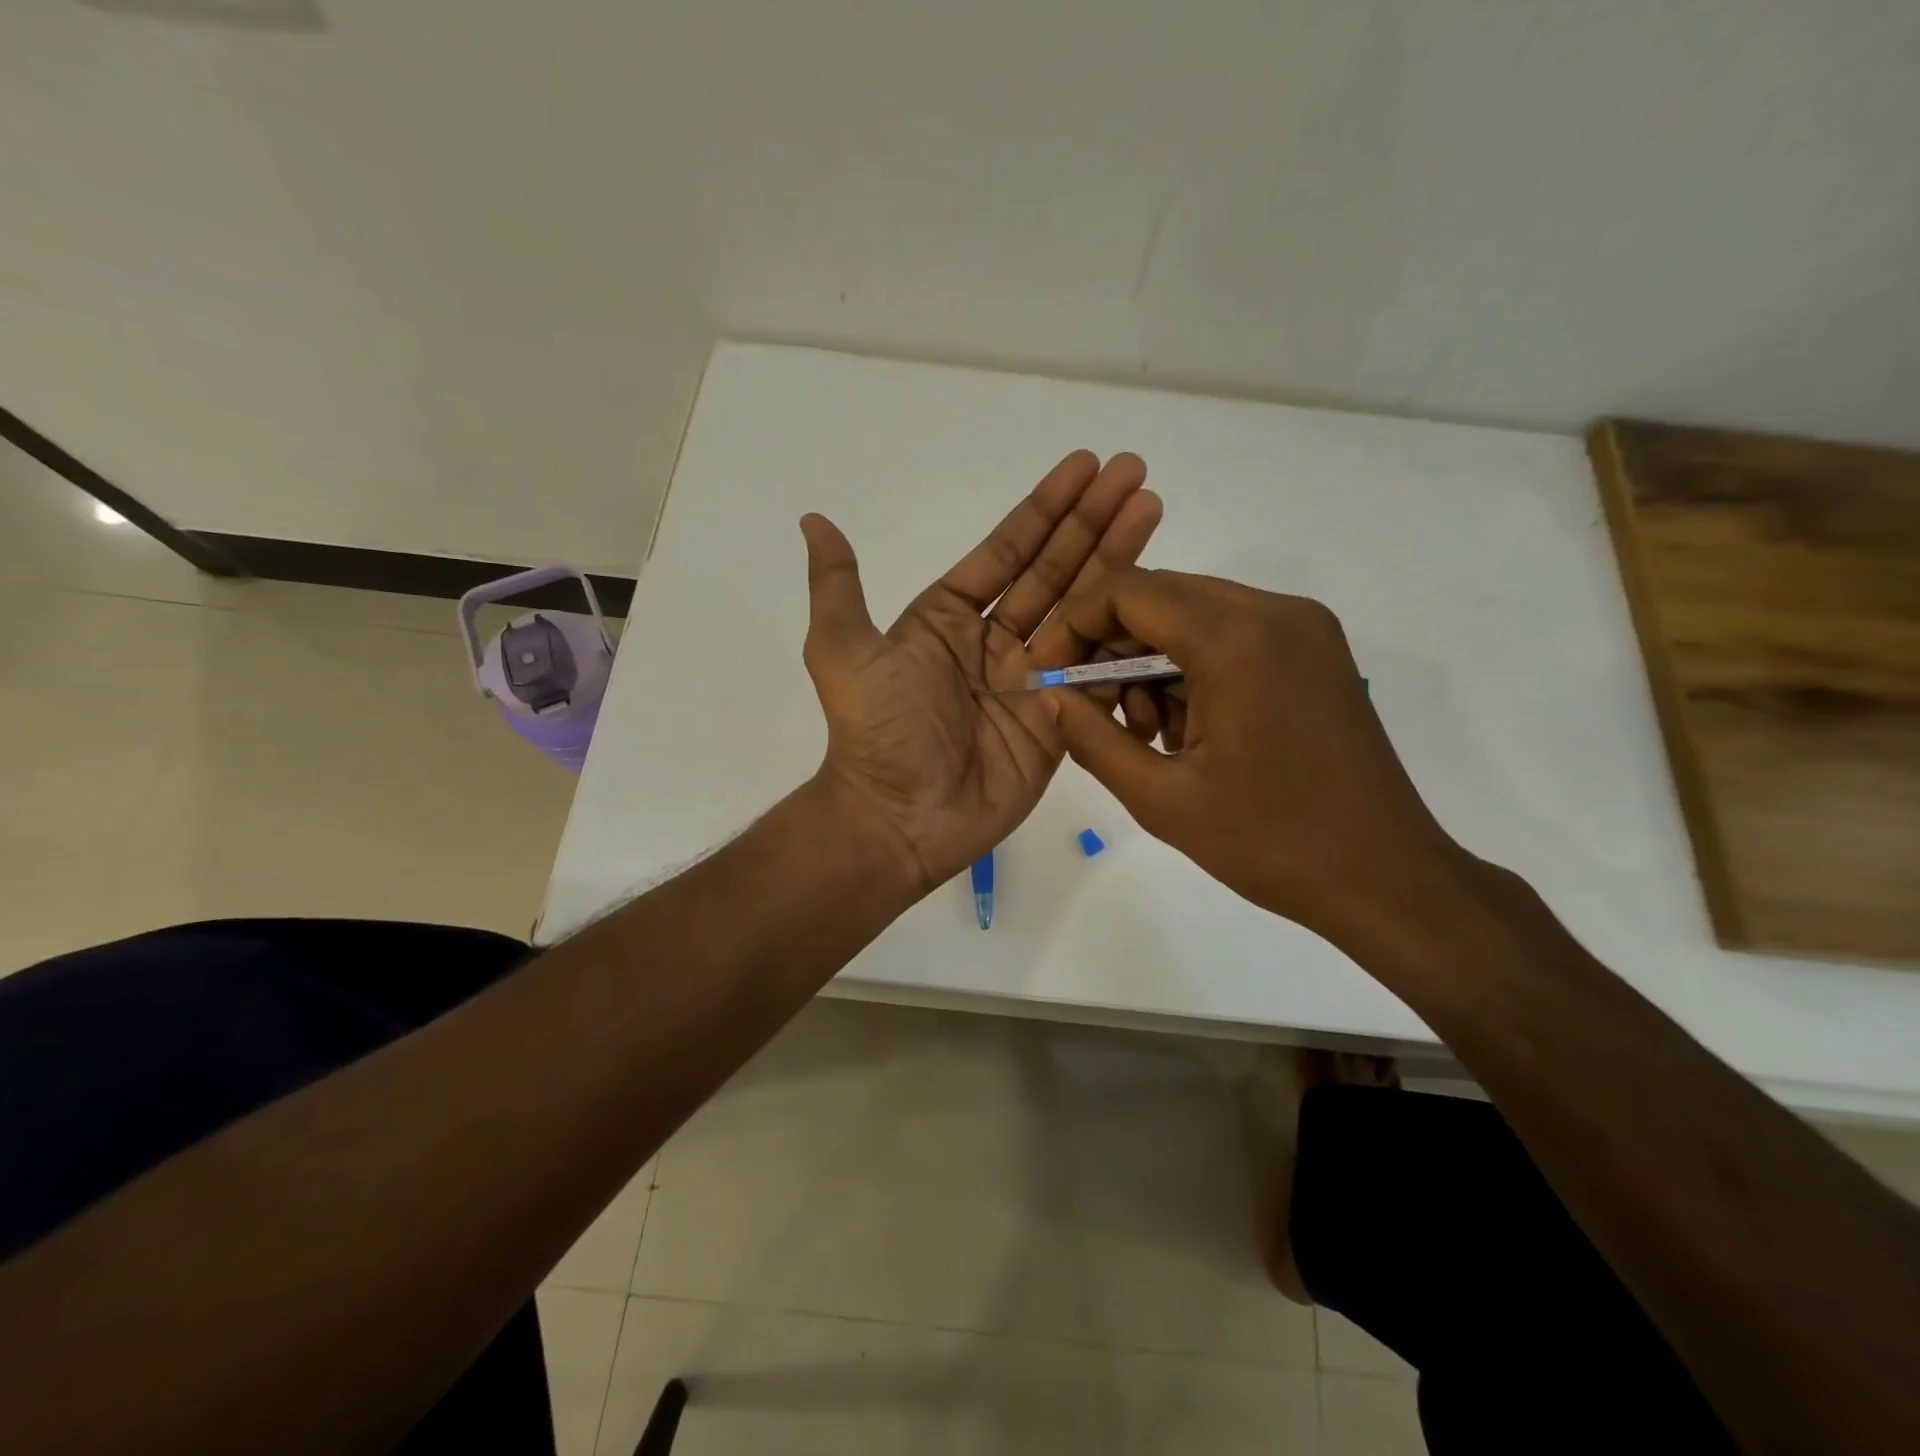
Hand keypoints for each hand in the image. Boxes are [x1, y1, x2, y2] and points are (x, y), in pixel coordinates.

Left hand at [800, 451, 1161, 894]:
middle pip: (1054, 570)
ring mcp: (1032, 681)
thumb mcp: (842, 651)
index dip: (1045, 509)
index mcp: (949, 619)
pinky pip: (1097, 671)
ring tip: (1153, 509)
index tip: (1085, 466)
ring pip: (1083, 611)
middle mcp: (994, 643)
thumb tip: (812, 519)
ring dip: (1118, 561)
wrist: (899, 820)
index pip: (1007, 552)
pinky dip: (1126, 635)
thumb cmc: (876, 733)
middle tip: (1135, 472)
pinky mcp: (1060, 721)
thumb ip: (838, 585)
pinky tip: (1157, 594)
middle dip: (1093, 522)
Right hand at [1047, 567, 1474, 951]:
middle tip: (1092, 710)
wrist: (1385, 878)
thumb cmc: (1269, 844)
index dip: (1075, 624)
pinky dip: (1194, 668)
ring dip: (1153, 661)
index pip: (1128, 591)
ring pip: (1194, 615)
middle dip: (1112, 646)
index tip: (1049, 674)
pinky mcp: (1317, 650)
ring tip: (1149, 733)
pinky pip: (1232, 634)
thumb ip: (1091, 738)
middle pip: (1161, 596)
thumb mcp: (1161, 798)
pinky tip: (1191, 728)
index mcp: (1236, 639)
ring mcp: (1304, 627)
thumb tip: (1047, 698)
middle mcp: (1274, 611)